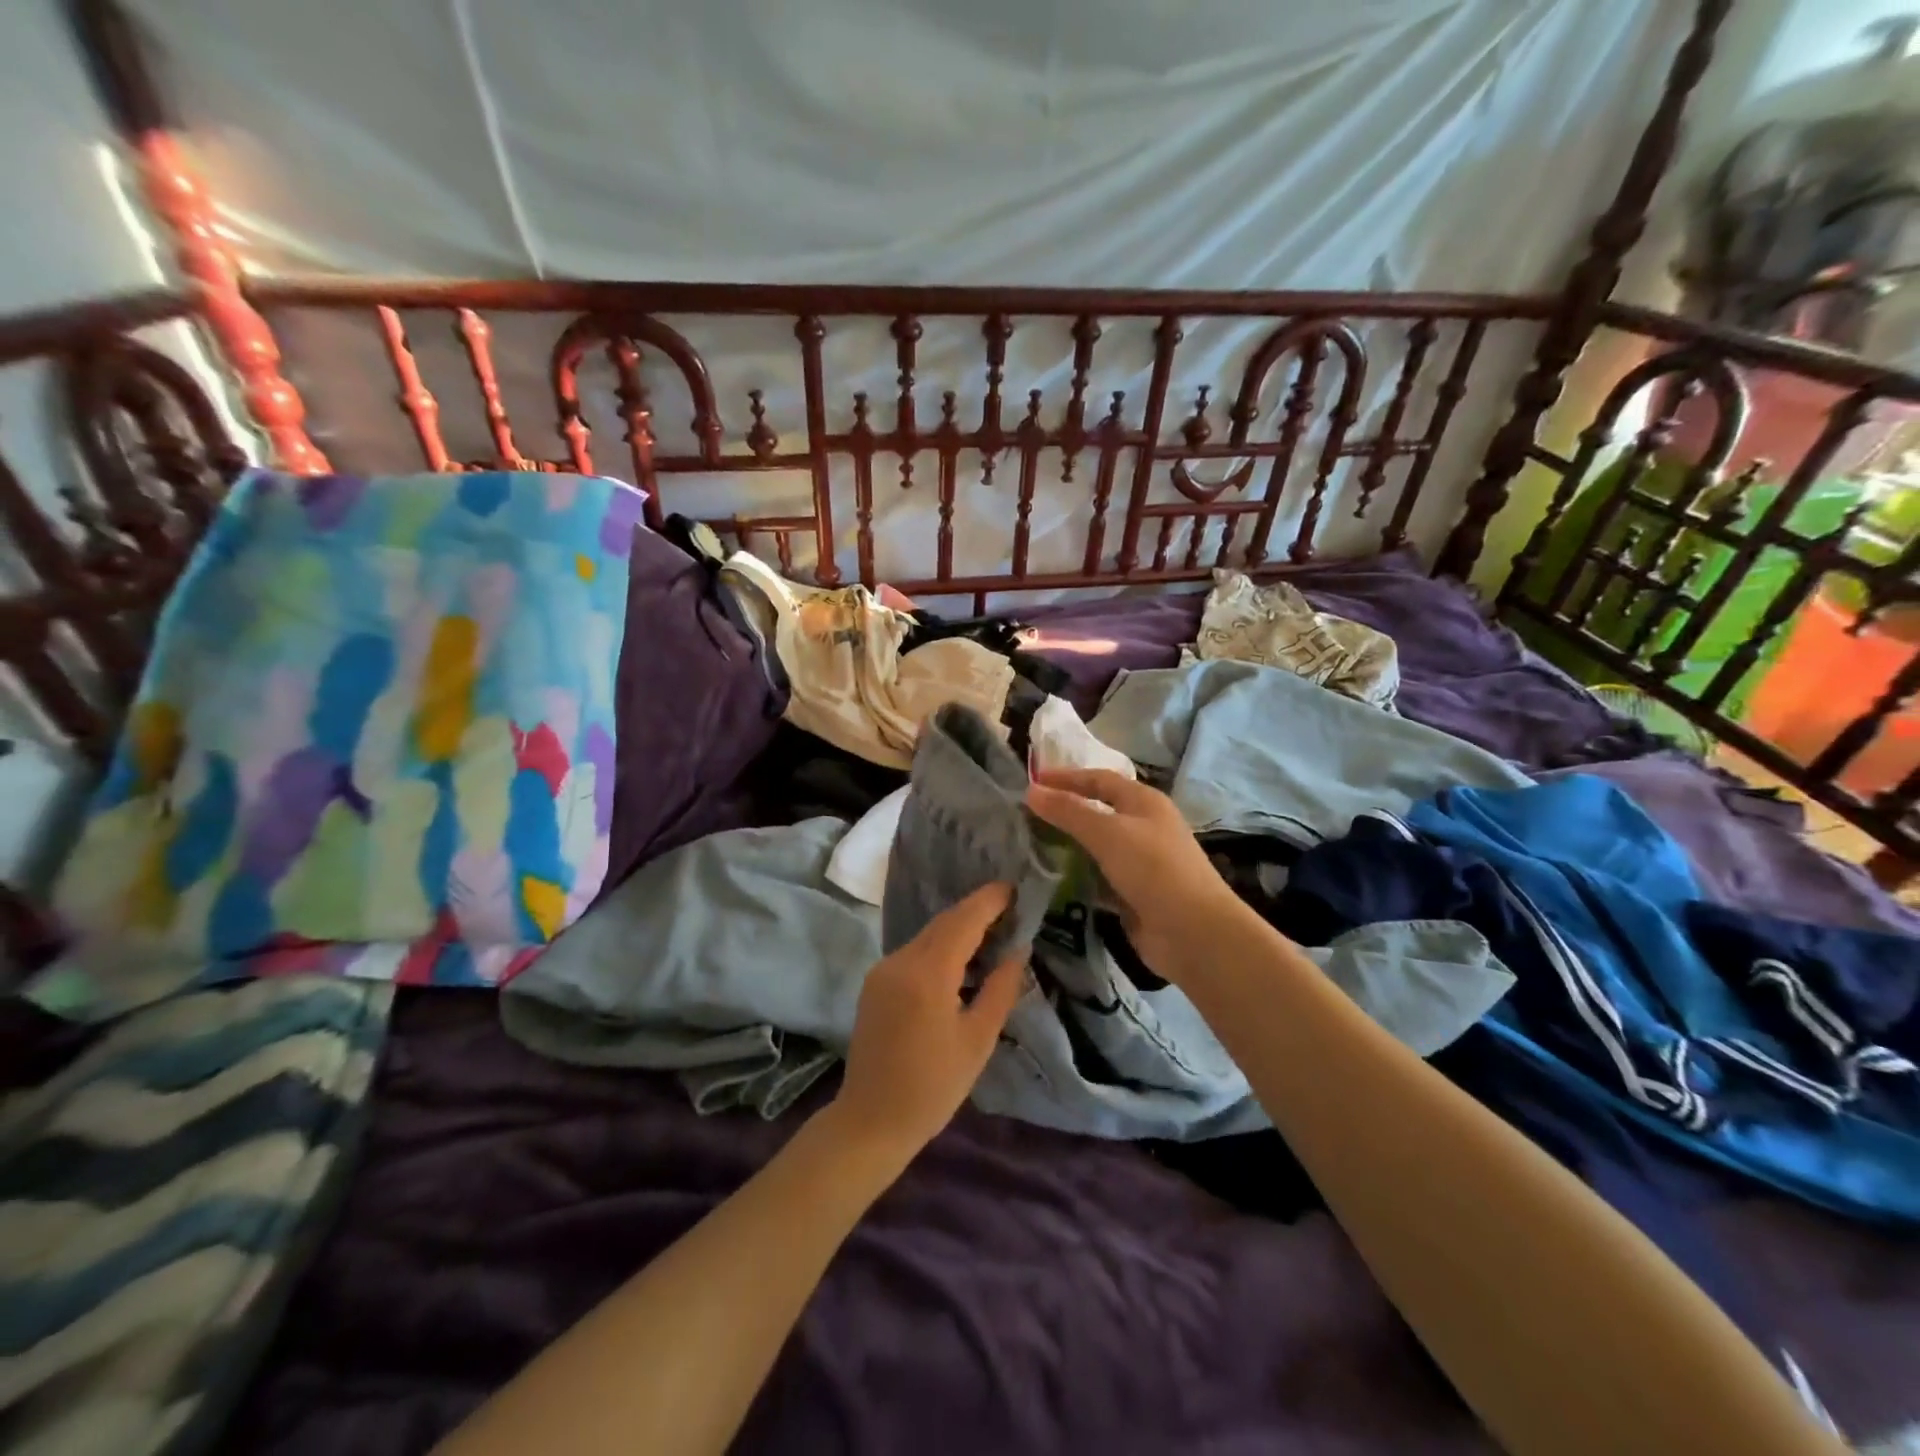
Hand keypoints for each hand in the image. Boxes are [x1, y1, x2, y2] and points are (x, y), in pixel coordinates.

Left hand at [831, 883, 1027, 1162]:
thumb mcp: (978, 1040)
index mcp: (928, 974)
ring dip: (957, 928)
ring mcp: (883, 970)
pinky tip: (959, 959)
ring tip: (991, 931)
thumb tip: (1018, 949)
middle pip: (943, 923)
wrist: (870, 1121)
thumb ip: (1001, 989)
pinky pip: (913, 952)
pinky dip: (939, 947)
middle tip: (1009, 908)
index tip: (1014, 888)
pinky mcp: (874, 982)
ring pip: (927, 936)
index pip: (963, 921)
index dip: (989, 901)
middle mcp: (900, 961)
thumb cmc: (933, 1087)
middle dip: (975, 910)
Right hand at [1027, 767, 1244, 982]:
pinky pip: (1098, 877)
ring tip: (1029, 845)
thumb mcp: (1107, 833)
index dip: (1066, 778)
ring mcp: (1140, 862)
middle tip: (1025, 815)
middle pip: (1097, 811)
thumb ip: (1068, 811)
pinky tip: (1050, 879)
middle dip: (1064, 812)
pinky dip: (1077, 876)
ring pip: (1096, 846)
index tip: (1031, 782)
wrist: (1193, 933)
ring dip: (1068, 845)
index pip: (1099, 779)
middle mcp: (1143, 827)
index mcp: (1144, 802)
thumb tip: (1031, 791)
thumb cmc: (1153, 869)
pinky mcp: (1133, 893)